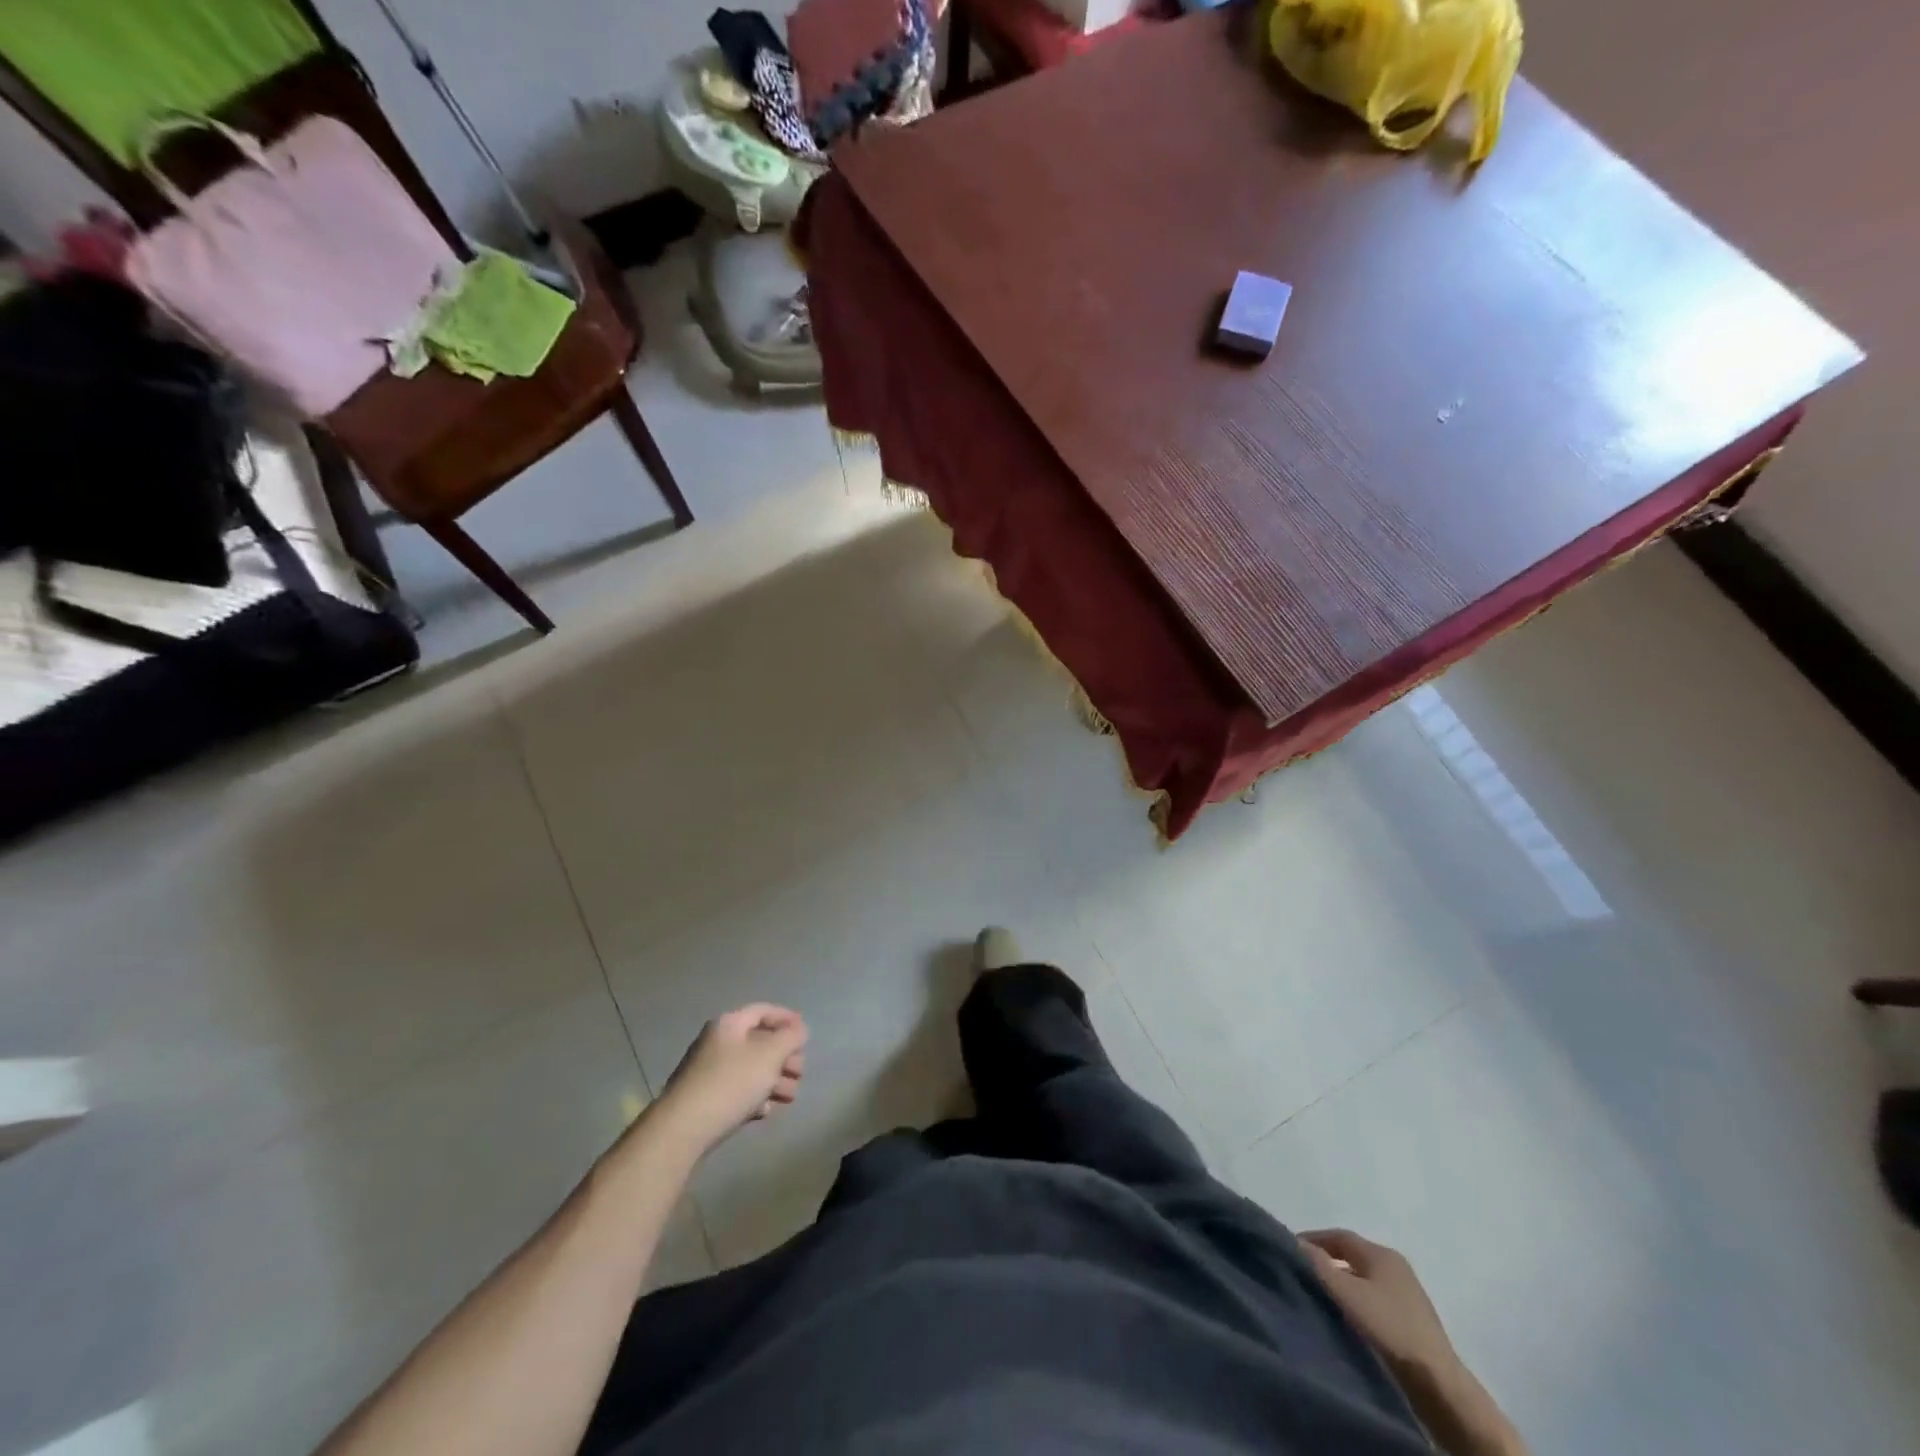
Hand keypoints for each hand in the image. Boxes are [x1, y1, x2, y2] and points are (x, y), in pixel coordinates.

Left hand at [655, 1004, 807, 1154]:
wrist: (683, 1129)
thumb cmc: (731, 1082)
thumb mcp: (770, 1055)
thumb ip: (790, 1037)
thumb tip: (799, 1029)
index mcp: (730, 1024)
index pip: (763, 1011)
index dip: (787, 1018)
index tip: (806, 1035)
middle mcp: (717, 1042)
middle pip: (759, 1042)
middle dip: (784, 1057)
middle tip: (800, 1073)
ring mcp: (708, 1071)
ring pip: (750, 1069)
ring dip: (774, 1080)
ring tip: (790, 1097)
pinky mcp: (704, 1098)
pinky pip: (736, 1090)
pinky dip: (754, 1097)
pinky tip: (765, 1111)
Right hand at [1299, 1229, 1457, 1381]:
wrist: (1439, 1386)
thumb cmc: (1389, 1328)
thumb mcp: (1346, 1293)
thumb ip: (1318, 1265)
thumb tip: (1295, 1242)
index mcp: (1382, 1253)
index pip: (1339, 1235)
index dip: (1313, 1239)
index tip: (1290, 1250)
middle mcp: (1396, 1268)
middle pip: (1352, 1257)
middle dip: (1326, 1263)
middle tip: (1302, 1274)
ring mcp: (1408, 1296)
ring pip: (1363, 1281)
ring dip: (1341, 1285)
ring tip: (1319, 1299)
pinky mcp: (1413, 1323)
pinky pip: (1374, 1302)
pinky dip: (1356, 1304)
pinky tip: (1345, 1320)